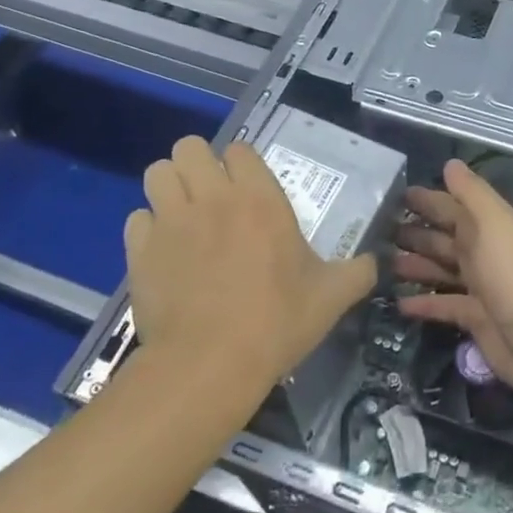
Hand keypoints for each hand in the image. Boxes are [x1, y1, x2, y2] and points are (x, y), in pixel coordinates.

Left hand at [124, 137, 375, 392]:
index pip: (239, 149)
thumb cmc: (276, 322)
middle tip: (210, 195)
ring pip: (157, 172)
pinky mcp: (140, 250)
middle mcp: (212, 197)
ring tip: (182, 214)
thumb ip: (357, 272)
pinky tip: (163, 251)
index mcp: (259, 198)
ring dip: (169, 187)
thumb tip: (374, 263)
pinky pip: (137, 218)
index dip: (241, 164)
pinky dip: (148, 228)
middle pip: (189, 147)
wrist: (210, 365)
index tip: (247, 188)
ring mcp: (171, 221)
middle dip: (197, 164)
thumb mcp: (331, 297)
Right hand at [393, 158, 512, 407]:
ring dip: (415, 264)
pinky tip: (397, 303)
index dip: (427, 200)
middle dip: (415, 231)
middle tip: (376, 231)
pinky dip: (423, 303)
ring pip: (441, 269)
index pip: (454, 206)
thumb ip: (472, 193)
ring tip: (379, 263)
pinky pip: (443, 306)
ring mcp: (481, 287)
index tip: (393, 195)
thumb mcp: (494, 224)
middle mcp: (485, 252)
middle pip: (445, 237)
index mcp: (491, 226)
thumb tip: (450, 163)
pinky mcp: (475, 319)